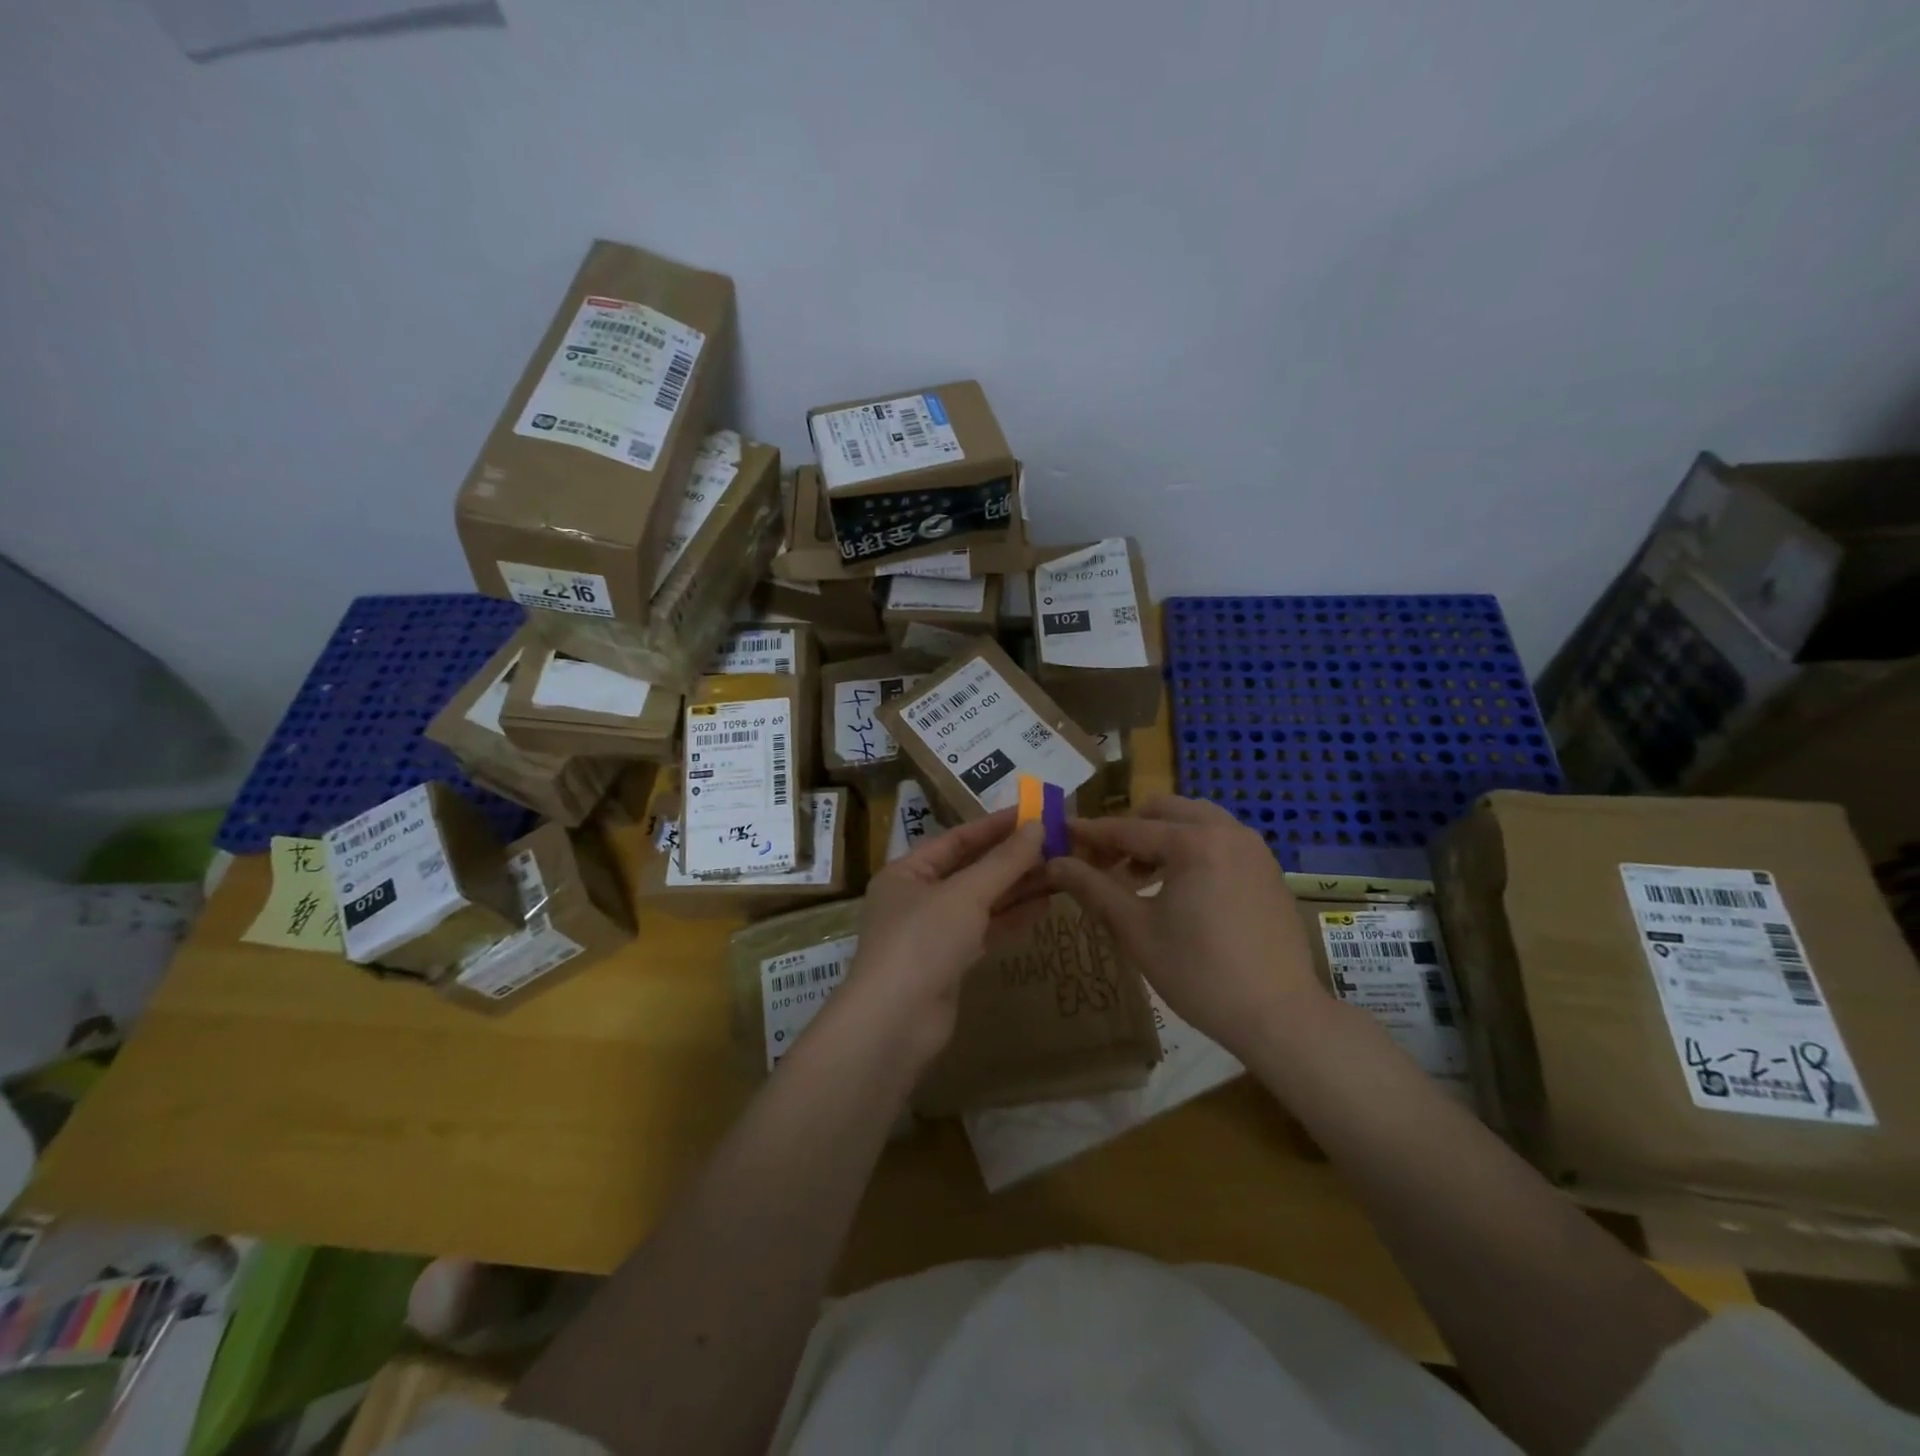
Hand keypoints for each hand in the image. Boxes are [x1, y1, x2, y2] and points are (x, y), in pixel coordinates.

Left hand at [843, 808, 1047, 1065]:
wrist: (895, 1023)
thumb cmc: (922, 942)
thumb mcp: (965, 894)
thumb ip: (1003, 862)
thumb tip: (1037, 826)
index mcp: (907, 871)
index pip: (957, 839)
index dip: (996, 825)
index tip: (1036, 813)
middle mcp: (917, 897)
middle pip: (971, 869)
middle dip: (1012, 858)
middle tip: (1057, 844)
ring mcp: (933, 933)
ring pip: (981, 902)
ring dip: (1017, 888)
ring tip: (1060, 872)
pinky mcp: (949, 963)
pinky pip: (984, 931)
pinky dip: (1011, 918)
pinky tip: (1044, 907)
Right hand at [1047, 795, 1330, 1063]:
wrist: (1279, 1016)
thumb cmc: (1200, 973)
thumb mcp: (1137, 930)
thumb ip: (1093, 888)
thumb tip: (1054, 862)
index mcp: (1194, 842)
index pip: (1128, 828)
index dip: (1091, 833)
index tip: (1061, 835)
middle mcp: (1227, 831)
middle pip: (1164, 811)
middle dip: (1129, 830)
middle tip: (1103, 861)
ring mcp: (1253, 848)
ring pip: (1195, 821)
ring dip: (1161, 838)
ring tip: (1137, 877)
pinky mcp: (1267, 869)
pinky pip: (1220, 840)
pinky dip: (1191, 849)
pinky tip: (1177, 888)